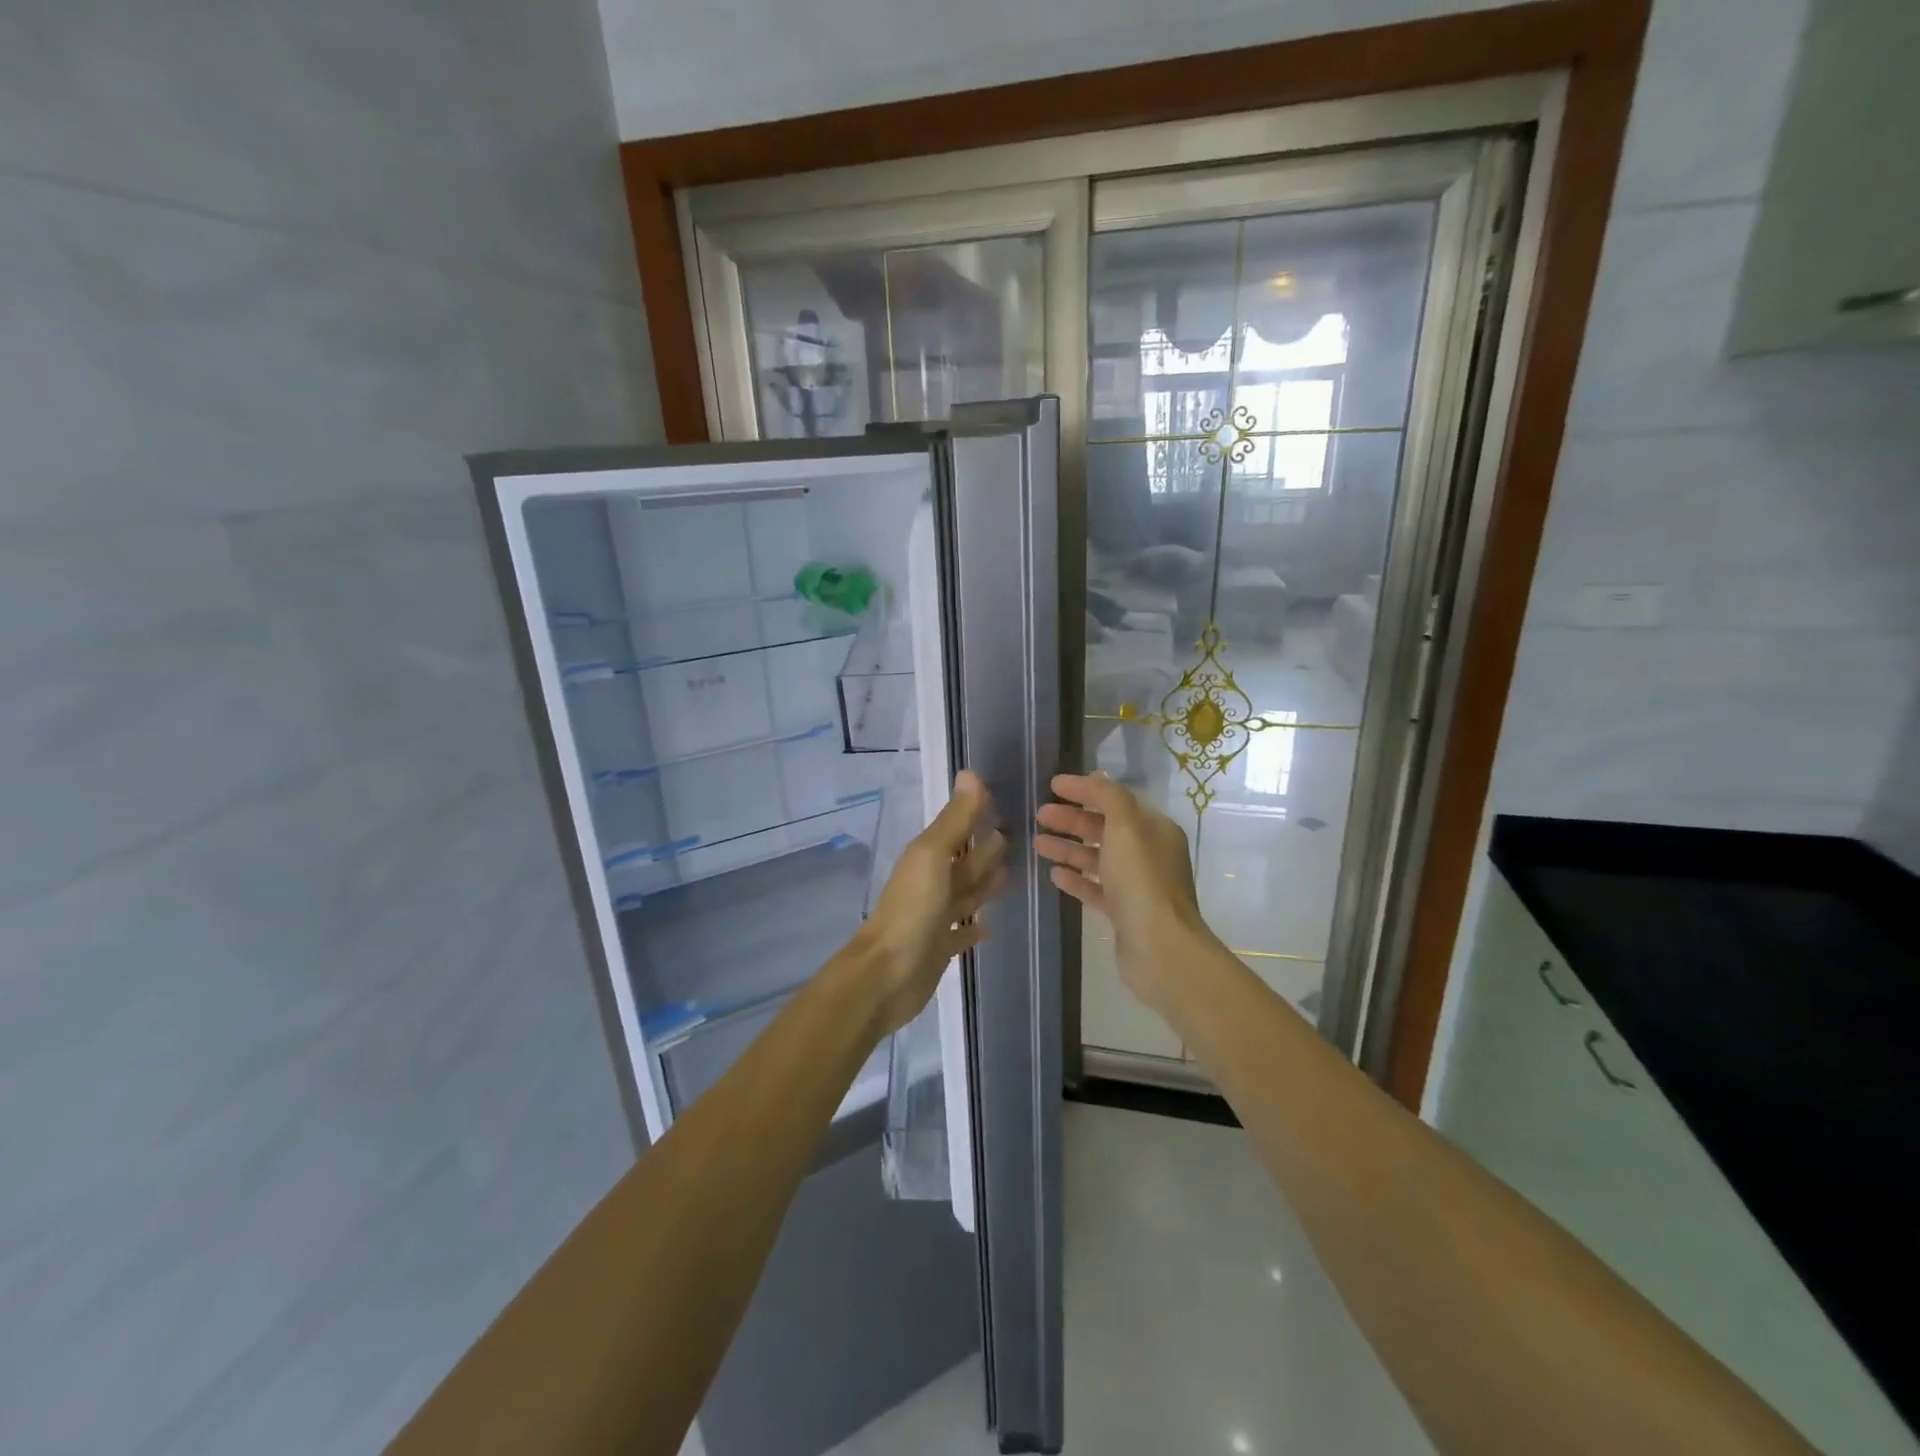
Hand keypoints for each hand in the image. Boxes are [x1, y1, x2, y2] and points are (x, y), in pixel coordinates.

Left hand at [854, 770, 1006, 1033]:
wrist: (886, 974)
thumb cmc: (912, 908)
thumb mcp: (933, 855)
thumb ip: (955, 819)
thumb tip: (970, 772)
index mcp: (927, 858)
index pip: (957, 830)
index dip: (975, 816)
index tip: (1002, 802)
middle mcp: (930, 883)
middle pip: (963, 863)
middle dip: (984, 851)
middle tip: (1013, 838)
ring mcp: (934, 917)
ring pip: (964, 895)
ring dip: (982, 885)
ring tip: (1008, 875)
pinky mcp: (939, 948)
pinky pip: (961, 933)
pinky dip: (974, 927)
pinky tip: (988, 926)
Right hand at [1035, 772, 1217, 1014]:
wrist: (1159, 948)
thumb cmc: (1141, 880)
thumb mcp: (1126, 827)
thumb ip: (1109, 797)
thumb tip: (1096, 778)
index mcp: (1155, 829)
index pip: (1116, 800)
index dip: (1084, 790)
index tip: (1052, 785)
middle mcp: (1149, 854)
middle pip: (1105, 828)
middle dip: (1072, 820)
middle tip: (1040, 815)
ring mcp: (1138, 885)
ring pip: (1098, 858)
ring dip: (1069, 848)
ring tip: (1038, 844)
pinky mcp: (1125, 913)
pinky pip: (1097, 888)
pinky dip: (1077, 878)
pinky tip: (1054, 874)